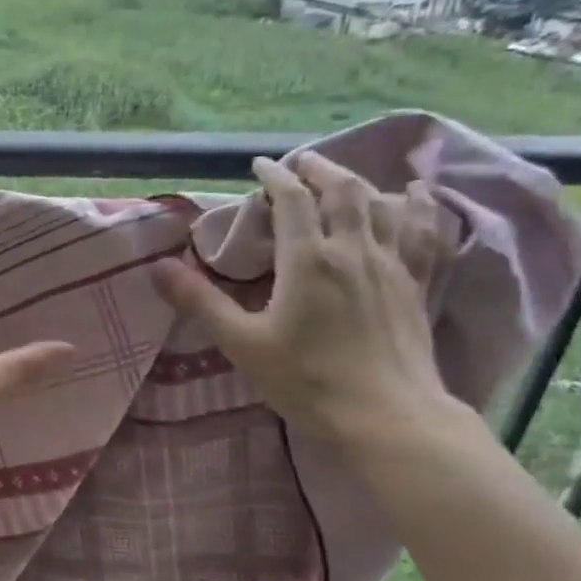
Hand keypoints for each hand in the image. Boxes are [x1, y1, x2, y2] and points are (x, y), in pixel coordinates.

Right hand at [155, 152, 456, 449]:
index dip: (275, 177)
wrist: (387, 416)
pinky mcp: (417, 284)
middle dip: (319, 169)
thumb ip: (200, 302)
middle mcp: (353, 250)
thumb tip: (156, 268)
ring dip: (359, 182)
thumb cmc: (307, 381)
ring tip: (343, 178)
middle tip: (301, 164)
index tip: (260, 166)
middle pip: (342, 190)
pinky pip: (423, 231)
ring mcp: (392, 264)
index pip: (293, 200)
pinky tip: (416, 193)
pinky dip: (418, 205)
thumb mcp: (242, 344)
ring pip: (381, 204)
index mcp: (308, 260)